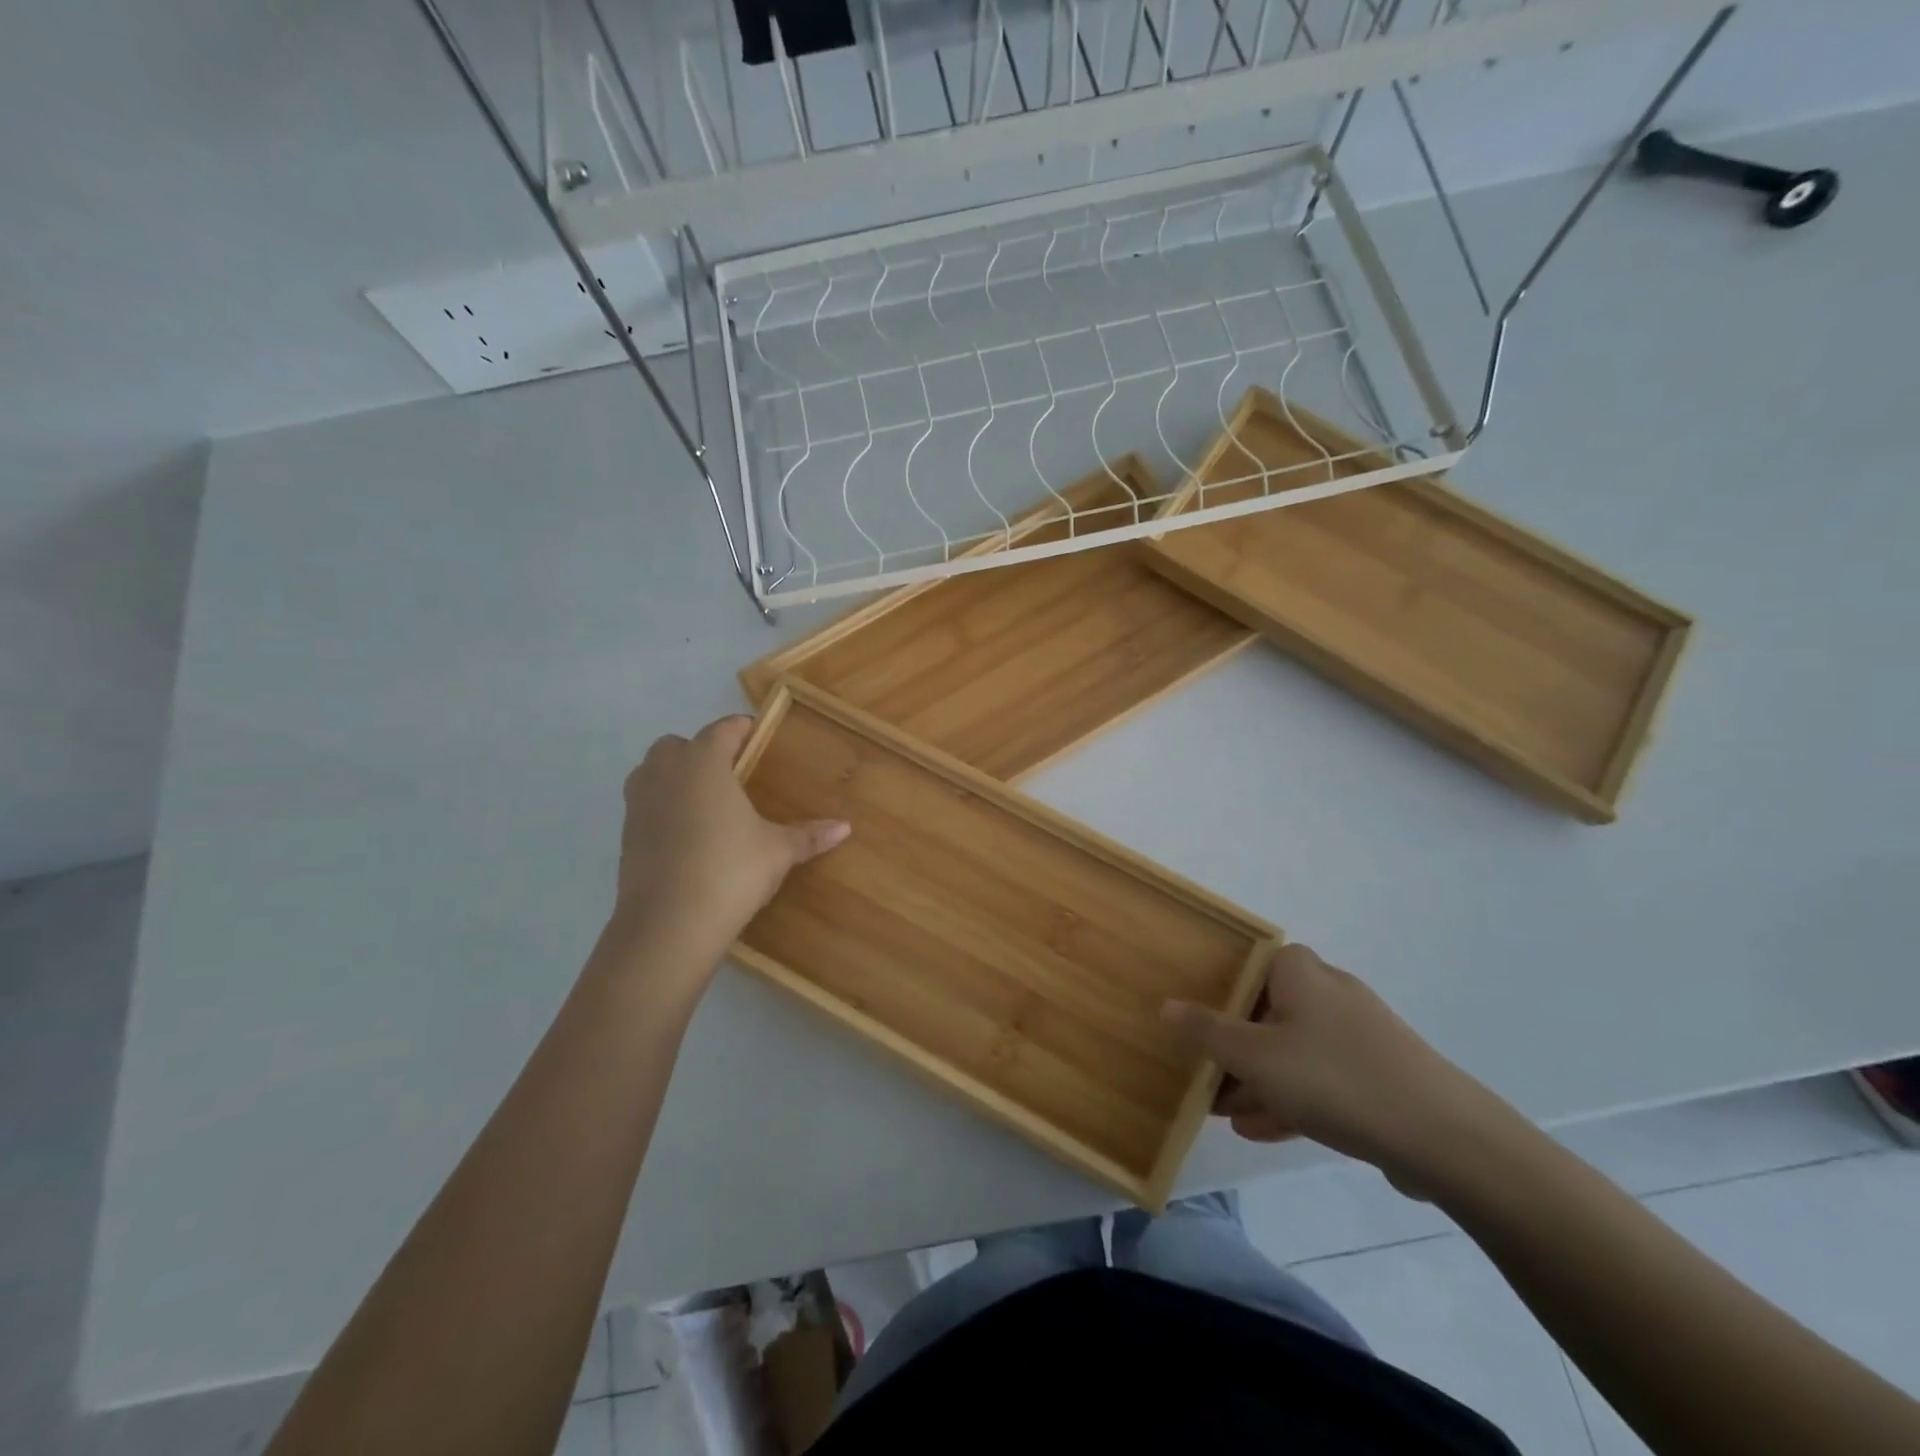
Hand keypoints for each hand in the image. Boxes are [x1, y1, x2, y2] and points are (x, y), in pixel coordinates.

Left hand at [613, 715, 848, 966]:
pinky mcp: (626, 834)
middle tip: (730, 772)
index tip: (755, 734)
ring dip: (673, 776)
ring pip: (652, 772)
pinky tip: (686, 834)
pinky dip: (662, 807)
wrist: (668, 924)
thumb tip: (845, 827)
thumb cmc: (730, 871)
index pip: (722, 730)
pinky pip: (644, 805)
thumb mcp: (777, 852)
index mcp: (704, 763)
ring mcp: (639, 803)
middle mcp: (666, 773)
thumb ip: (808, 835)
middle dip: (700, 750)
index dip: (740, 729)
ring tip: (705, 800)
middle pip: (677, 745)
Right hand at [1163, 944, 1510, 1188]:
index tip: (1195, 1029)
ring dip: (1259, 1080)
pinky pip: (1322, 1078)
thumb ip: (1206, 1031)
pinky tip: (1262, 1130)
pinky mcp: (1379, 1072)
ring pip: (1293, 1049)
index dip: (1216, 996)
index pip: (1245, 967)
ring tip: (1226, 1113)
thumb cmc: (1334, 1078)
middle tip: (1206, 1079)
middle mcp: (1329, 990)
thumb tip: (1165, 1005)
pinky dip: (1292, 1097)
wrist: (1445, 1138)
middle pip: (1266, 1011)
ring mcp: (1358, 1032)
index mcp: (1299, 970)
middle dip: (1234, 1049)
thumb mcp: (1255, 1057)